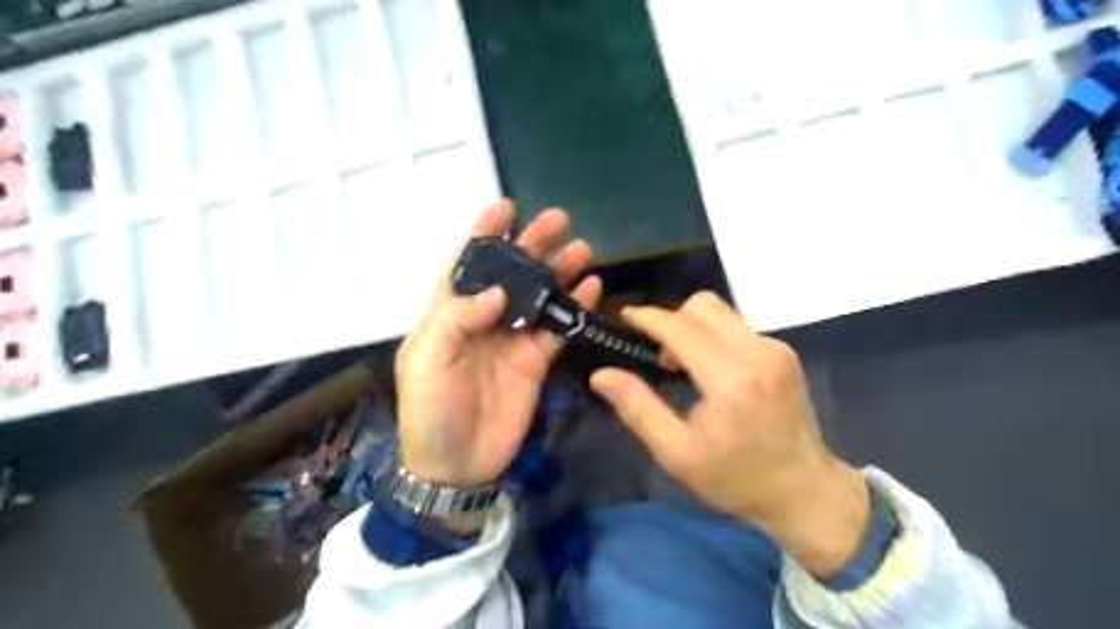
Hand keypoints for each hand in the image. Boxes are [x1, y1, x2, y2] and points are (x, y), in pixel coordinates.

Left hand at [396, 205, 598, 487]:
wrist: (456, 463)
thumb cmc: (429, 410)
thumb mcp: (427, 361)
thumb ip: (458, 320)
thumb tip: (498, 290)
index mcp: (448, 313)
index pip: (466, 264)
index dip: (483, 234)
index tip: (506, 206)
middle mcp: (483, 319)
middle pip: (511, 274)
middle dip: (531, 245)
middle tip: (558, 220)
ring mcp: (512, 339)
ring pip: (539, 296)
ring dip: (559, 272)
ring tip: (583, 249)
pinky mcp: (535, 361)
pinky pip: (557, 328)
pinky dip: (574, 309)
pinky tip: (591, 289)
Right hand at [588, 292, 869, 576]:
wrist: (805, 492)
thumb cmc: (736, 479)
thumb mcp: (677, 454)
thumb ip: (638, 408)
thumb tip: (601, 374)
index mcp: (731, 381)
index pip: (680, 327)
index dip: (648, 317)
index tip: (626, 318)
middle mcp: (758, 353)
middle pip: (702, 305)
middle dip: (671, 320)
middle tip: (660, 357)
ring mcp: (776, 349)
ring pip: (721, 311)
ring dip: (693, 326)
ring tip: (684, 365)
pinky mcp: (784, 352)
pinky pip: (737, 325)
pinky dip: (714, 336)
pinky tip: (711, 369)